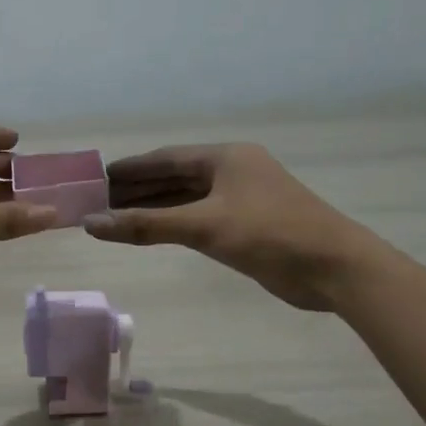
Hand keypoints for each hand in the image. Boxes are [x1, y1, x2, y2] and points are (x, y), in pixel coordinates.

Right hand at [84, 143, 382, 310]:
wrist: (334, 268)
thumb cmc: (269, 234)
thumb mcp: (203, 227)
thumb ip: (145, 225)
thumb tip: (91, 224)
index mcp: (225, 157)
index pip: (166, 158)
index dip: (131, 168)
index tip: (97, 177)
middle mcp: (232, 171)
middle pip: (174, 176)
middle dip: (137, 189)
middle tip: (98, 202)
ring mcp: (241, 198)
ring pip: (186, 198)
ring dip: (153, 208)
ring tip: (115, 217)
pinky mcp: (247, 225)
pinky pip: (199, 217)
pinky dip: (173, 223)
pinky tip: (152, 231)